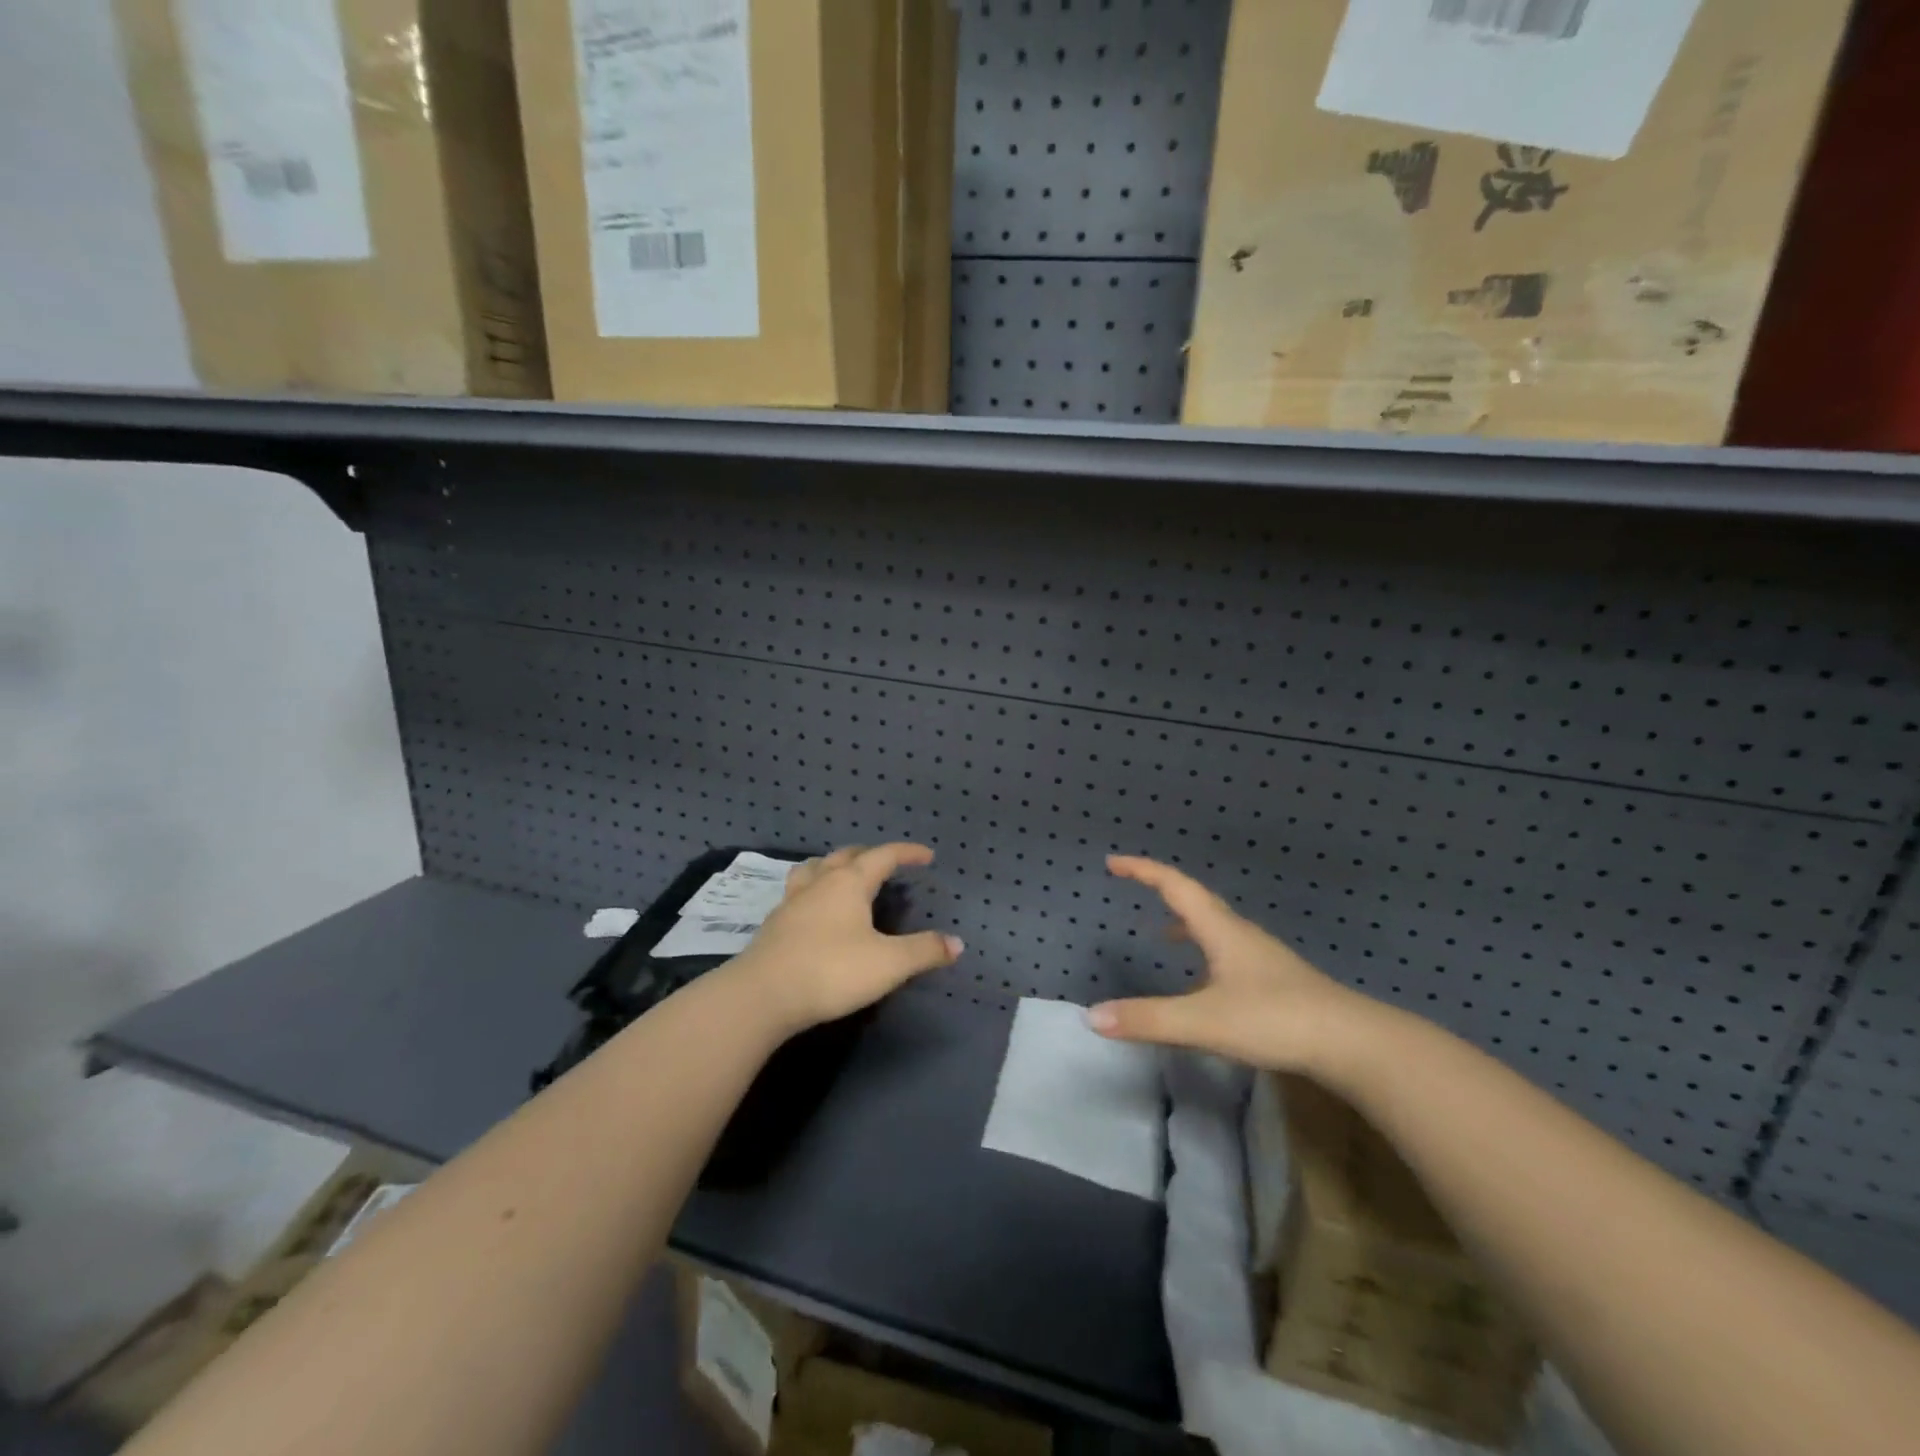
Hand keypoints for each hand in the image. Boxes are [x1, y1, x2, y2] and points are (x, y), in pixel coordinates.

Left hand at [728, 844, 962, 1032]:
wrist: (762, 996)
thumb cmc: (831, 971)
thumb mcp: (888, 964)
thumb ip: (924, 951)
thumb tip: (957, 943)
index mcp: (849, 882)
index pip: (883, 855)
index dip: (907, 853)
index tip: (927, 856)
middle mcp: (820, 883)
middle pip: (846, 856)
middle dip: (870, 855)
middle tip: (887, 864)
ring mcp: (792, 902)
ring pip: (814, 869)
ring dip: (834, 866)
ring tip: (844, 876)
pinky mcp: (774, 925)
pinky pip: (798, 893)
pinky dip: (814, 891)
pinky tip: (816, 911)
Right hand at [1088, 855, 1375, 1071]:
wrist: (1354, 1044)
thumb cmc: (1275, 1020)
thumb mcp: (1204, 1022)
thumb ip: (1148, 1019)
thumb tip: (1093, 1015)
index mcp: (1221, 930)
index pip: (1175, 886)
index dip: (1143, 871)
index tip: (1114, 863)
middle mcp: (1240, 935)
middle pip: (1196, 901)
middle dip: (1162, 890)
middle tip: (1134, 886)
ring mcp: (1262, 959)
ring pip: (1216, 929)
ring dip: (1185, 923)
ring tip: (1163, 935)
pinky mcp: (1277, 983)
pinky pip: (1229, 955)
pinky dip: (1205, 955)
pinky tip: (1205, 986)